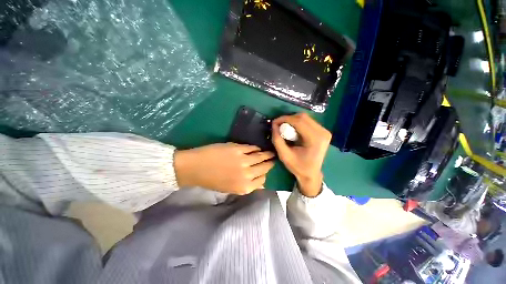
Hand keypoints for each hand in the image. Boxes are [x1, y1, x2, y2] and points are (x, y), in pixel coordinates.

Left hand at [174, 143, 274, 194]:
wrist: (195, 168)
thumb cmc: (212, 180)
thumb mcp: (230, 189)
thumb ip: (247, 185)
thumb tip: (260, 182)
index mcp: (244, 187)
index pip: (262, 180)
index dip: (265, 174)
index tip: (267, 170)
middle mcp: (246, 175)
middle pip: (264, 168)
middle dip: (270, 163)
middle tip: (273, 159)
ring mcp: (243, 161)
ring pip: (261, 157)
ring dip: (267, 154)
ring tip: (270, 152)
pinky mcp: (238, 149)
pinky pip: (252, 148)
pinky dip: (256, 148)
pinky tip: (257, 148)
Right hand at [272, 113, 330, 196]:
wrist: (311, 174)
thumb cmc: (298, 167)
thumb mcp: (284, 155)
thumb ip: (277, 140)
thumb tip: (274, 125)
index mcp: (315, 139)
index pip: (299, 121)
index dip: (284, 119)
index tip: (274, 122)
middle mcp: (323, 132)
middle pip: (303, 117)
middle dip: (288, 119)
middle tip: (278, 125)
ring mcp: (324, 131)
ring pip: (305, 118)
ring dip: (292, 120)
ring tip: (284, 128)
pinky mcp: (323, 131)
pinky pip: (308, 121)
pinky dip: (298, 123)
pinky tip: (292, 130)